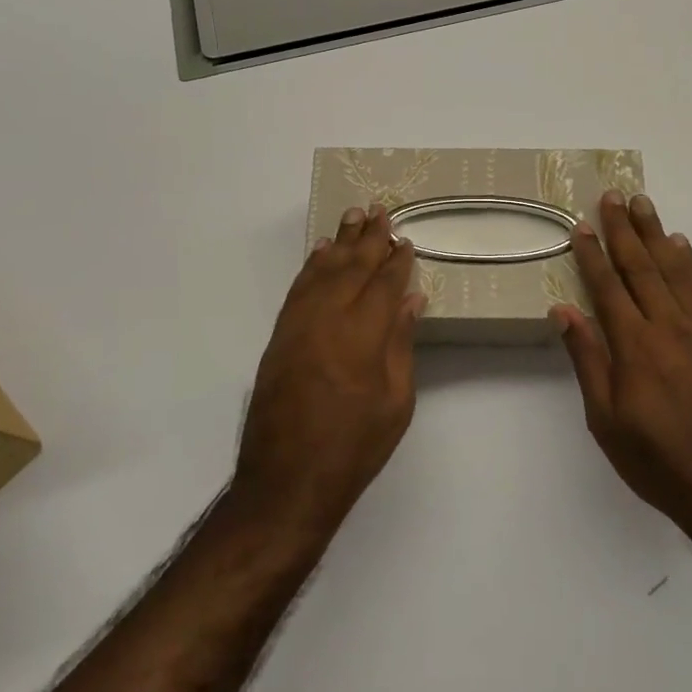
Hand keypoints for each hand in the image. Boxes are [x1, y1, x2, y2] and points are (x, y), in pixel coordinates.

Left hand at [233, 204, 424, 533]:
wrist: (286, 480)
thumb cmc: (353, 447)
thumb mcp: (395, 402)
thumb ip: (401, 344)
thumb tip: (411, 299)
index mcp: (362, 335)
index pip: (384, 284)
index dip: (397, 260)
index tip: (406, 241)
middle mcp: (328, 318)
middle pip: (352, 267)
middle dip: (369, 238)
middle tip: (380, 210)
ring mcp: (298, 324)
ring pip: (322, 270)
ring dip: (339, 242)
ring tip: (352, 216)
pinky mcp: (279, 336)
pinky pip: (298, 288)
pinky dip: (311, 266)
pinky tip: (321, 253)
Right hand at [551, 191, 691, 544]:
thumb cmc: (657, 460)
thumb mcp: (606, 420)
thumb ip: (587, 360)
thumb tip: (564, 310)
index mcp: (634, 347)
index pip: (608, 288)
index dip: (593, 254)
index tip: (581, 226)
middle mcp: (668, 328)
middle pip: (642, 268)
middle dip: (624, 230)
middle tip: (613, 196)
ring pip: (674, 271)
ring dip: (656, 235)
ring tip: (644, 204)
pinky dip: (691, 264)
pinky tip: (681, 246)